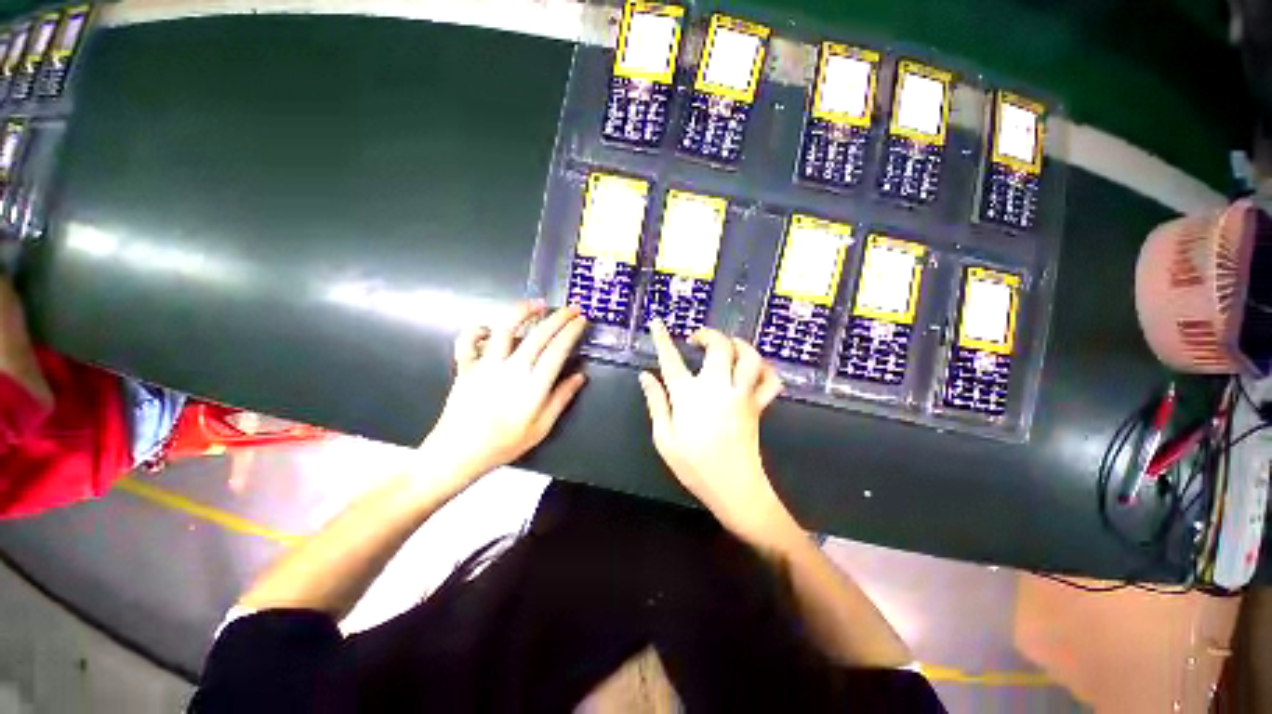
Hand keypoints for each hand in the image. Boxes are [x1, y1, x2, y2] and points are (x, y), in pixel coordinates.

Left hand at [425, 301, 586, 478]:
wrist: (458, 453)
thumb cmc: (504, 443)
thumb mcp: (542, 427)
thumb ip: (561, 398)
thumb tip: (580, 377)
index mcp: (533, 385)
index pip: (557, 349)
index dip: (571, 331)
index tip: (581, 319)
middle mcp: (511, 368)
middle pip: (538, 335)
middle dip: (558, 317)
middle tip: (572, 307)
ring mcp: (486, 365)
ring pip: (505, 328)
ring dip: (523, 312)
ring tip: (537, 304)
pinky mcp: (465, 366)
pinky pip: (468, 340)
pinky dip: (477, 329)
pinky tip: (488, 329)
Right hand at [638, 320, 789, 538]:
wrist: (735, 489)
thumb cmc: (695, 466)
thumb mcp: (664, 439)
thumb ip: (656, 403)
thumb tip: (646, 376)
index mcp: (688, 396)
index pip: (671, 359)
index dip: (662, 338)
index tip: (657, 323)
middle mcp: (717, 387)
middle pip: (720, 346)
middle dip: (709, 334)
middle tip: (698, 339)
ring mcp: (742, 394)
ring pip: (749, 356)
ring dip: (739, 344)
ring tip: (727, 347)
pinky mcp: (758, 405)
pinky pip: (770, 380)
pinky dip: (765, 369)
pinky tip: (753, 369)